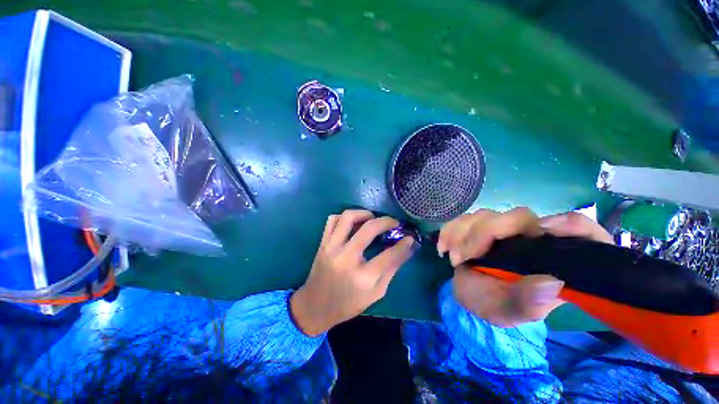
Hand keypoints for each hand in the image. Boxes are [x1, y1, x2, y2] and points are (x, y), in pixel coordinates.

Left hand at [290, 210, 415, 335]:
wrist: (315, 307)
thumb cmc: (348, 304)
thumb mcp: (376, 293)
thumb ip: (392, 269)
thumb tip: (408, 248)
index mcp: (363, 277)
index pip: (389, 254)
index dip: (404, 244)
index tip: (410, 237)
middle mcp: (346, 258)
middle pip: (370, 228)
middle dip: (387, 221)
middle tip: (394, 223)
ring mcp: (332, 247)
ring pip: (348, 217)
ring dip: (365, 214)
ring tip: (373, 219)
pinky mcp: (323, 243)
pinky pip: (333, 220)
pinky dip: (345, 217)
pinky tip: (353, 223)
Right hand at [438, 207, 611, 326]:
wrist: (471, 295)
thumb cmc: (496, 304)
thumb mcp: (511, 312)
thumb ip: (529, 303)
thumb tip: (549, 283)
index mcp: (550, 256)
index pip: (578, 230)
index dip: (572, 226)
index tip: (544, 232)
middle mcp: (529, 236)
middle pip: (517, 217)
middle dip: (483, 233)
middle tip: (462, 258)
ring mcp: (502, 229)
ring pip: (485, 215)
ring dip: (462, 233)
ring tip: (452, 258)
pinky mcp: (479, 226)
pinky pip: (464, 218)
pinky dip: (450, 229)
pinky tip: (443, 246)